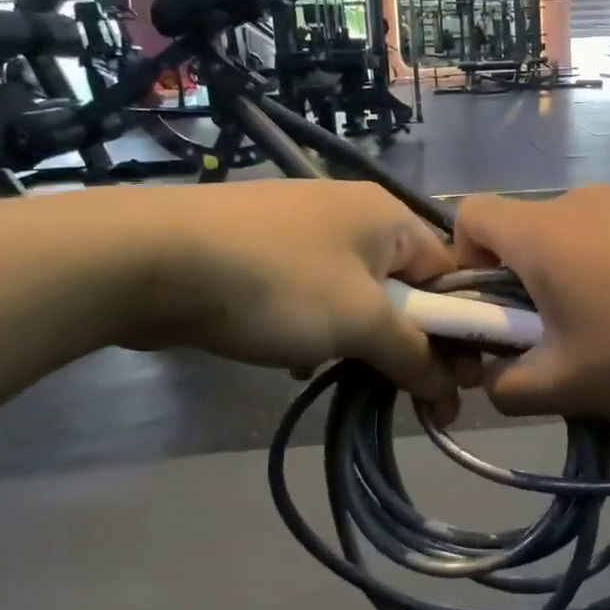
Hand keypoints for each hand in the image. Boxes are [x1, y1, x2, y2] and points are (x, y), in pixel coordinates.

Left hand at [116, 181, 456, 397]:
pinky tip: (295, 361)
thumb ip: (414, 354)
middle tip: (410, 396)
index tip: (457, 383)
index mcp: (387, 214)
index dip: (459, 329)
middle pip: (403, 286)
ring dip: (359, 340)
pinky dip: (315, 328)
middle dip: (406, 342)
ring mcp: (302, 228)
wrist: (150, 258)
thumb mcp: (359, 322)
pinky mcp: (262, 249)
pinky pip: (311, 294)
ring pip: (354, 295)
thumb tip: (453, 386)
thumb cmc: (277, 284)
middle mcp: (351, 213)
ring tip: (346, 379)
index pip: (448, 273)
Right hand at [453, 186, 609, 417]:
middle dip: (518, 285)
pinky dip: (609, 274)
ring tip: (608, 337)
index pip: (468, 215)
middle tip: (550, 339)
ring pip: (570, 239)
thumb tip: (496, 378)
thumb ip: (508, 388)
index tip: (489, 311)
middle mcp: (576, 203)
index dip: (459, 261)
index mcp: (539, 231)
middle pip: (521, 232)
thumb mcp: (565, 384)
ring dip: (568, 282)